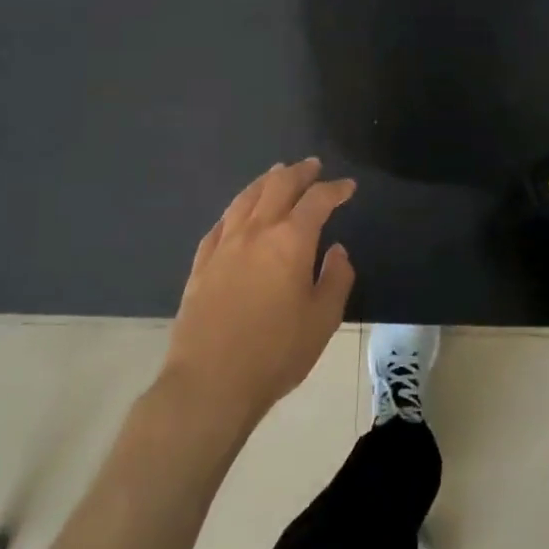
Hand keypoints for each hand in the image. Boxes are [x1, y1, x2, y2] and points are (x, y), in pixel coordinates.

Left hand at [162, 159, 356, 432]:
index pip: (317, 200)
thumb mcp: (323, 320)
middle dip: (299, 172)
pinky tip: (238, 212)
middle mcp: (257, 231)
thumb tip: (337, 251)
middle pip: (279, 186)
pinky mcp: (201, 263)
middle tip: (313, 166)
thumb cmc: (275, 353)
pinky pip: (221, 223)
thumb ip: (336, 279)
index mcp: (291, 240)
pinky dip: (236, 209)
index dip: (335, 189)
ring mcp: (224, 244)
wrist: (209, 383)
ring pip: (246, 198)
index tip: (348, 186)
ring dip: (266, 181)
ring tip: (277, 173)